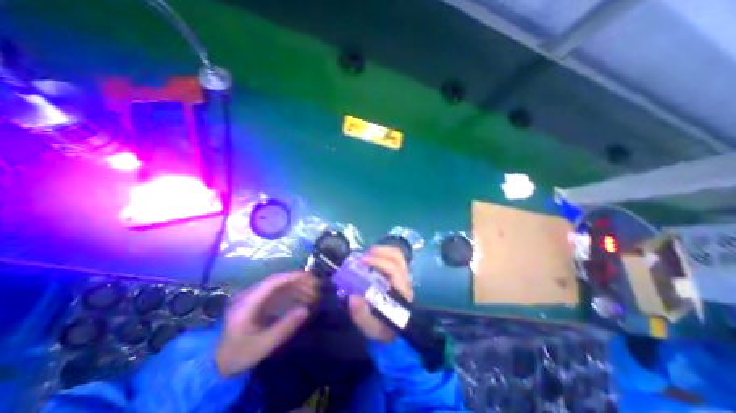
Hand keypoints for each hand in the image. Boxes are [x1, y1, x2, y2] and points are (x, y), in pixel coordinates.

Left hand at [213, 271, 315, 376]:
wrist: (217, 365)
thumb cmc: (238, 355)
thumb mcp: (261, 346)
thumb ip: (284, 327)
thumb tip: (305, 310)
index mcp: (247, 303)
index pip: (272, 282)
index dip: (292, 277)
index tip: (309, 277)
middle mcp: (251, 296)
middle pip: (278, 283)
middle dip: (298, 283)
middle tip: (316, 288)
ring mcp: (254, 299)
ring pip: (280, 288)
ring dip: (297, 289)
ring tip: (312, 295)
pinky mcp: (258, 304)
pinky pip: (278, 295)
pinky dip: (291, 295)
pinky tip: (302, 301)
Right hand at [348, 244, 411, 341]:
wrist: (392, 330)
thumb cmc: (383, 328)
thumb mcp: (371, 328)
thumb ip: (361, 315)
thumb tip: (353, 296)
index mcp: (401, 292)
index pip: (394, 269)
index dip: (378, 261)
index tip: (361, 261)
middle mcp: (404, 280)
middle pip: (397, 256)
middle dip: (379, 251)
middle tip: (362, 257)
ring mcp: (402, 275)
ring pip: (396, 254)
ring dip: (380, 250)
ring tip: (365, 256)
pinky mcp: (398, 273)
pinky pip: (392, 257)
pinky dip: (380, 254)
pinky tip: (370, 259)